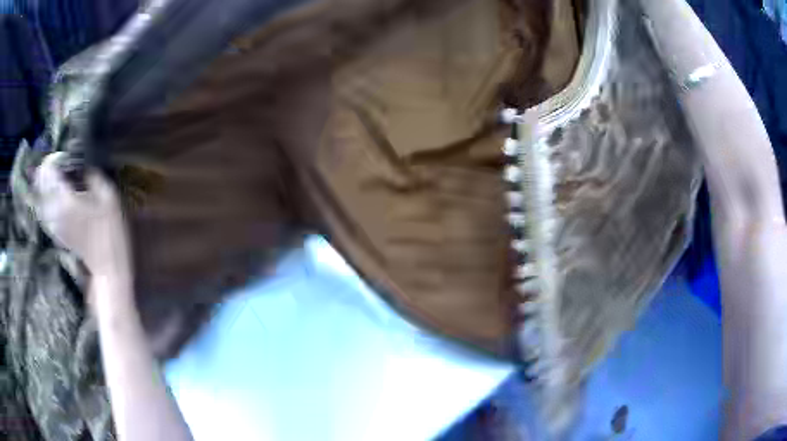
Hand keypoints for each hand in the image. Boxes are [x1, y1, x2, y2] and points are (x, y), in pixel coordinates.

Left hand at [33, 152, 131, 278]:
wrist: (108, 266)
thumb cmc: (110, 230)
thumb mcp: (107, 195)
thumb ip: (91, 174)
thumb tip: (81, 164)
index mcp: (64, 199)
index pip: (49, 169)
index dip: (56, 158)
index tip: (68, 158)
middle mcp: (53, 210)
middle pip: (41, 181)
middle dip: (49, 169)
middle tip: (62, 165)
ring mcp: (52, 223)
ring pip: (40, 195)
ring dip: (47, 183)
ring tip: (59, 178)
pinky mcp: (54, 231)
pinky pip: (44, 208)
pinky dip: (47, 197)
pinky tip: (57, 196)